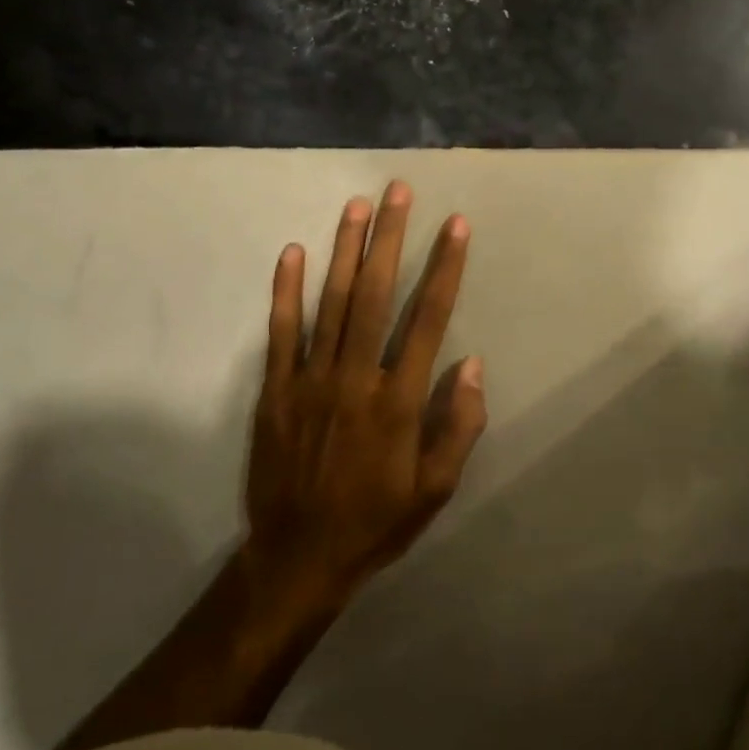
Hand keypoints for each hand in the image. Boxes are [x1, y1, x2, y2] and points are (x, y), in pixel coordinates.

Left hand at [242, 181, 487, 617]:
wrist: (298, 557)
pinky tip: (293, 252)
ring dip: (345, 251)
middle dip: (389, 239)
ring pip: (330, 303)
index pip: (427, 320)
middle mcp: (355, 379)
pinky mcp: (276, 390)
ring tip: (357, 206)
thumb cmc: (376, 522)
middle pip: (375, 295)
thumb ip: (459, 427)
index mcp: (399, 402)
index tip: (455, 226)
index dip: (444, 268)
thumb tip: (472, 365)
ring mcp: (310, 381)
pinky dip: (286, 291)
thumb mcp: (436, 490)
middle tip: (397, 191)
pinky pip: (281, 332)